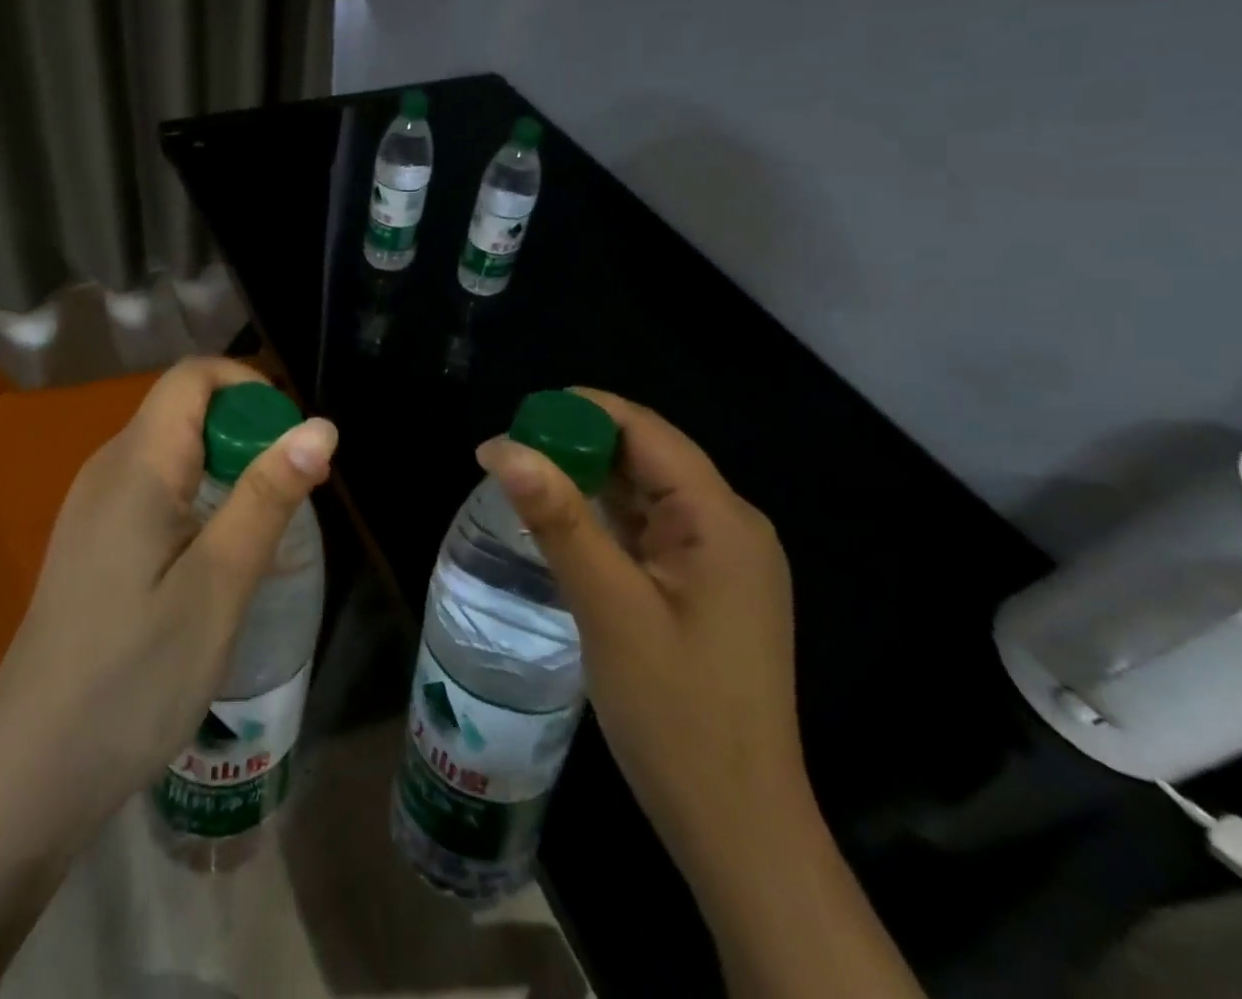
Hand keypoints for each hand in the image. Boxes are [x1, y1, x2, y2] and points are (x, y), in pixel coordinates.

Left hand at [0, 356, 337, 839]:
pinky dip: (200, 500)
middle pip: (185, 410)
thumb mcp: (219, 586)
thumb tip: (320, 426)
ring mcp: (94, 507)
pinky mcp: (93, 543)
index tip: (293, 443)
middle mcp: (108, 469)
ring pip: (173, 452)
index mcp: (136, 465)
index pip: (194, 377)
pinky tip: (218, 561)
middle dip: (247, 434)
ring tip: (264, 532)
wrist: (30, 775)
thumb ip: (268, 498)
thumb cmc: (134, 678)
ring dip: (229, 470)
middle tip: (292, 497)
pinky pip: (155, 490)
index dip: (251, 389)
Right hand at [475, 389, 803, 872]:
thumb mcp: (609, 608)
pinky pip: (649, 531)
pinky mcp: (705, 589)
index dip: (581, 411)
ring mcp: (721, 561)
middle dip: (578, 445)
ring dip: (588, 482)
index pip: (646, 431)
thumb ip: (559, 520)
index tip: (517, 417)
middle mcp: (730, 526)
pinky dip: (605, 519)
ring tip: (522, 481)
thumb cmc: (677, 715)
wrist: (738, 830)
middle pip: (647, 457)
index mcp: (721, 519)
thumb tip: (503, 447)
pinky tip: (564, 526)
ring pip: (646, 494)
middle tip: (507, 455)